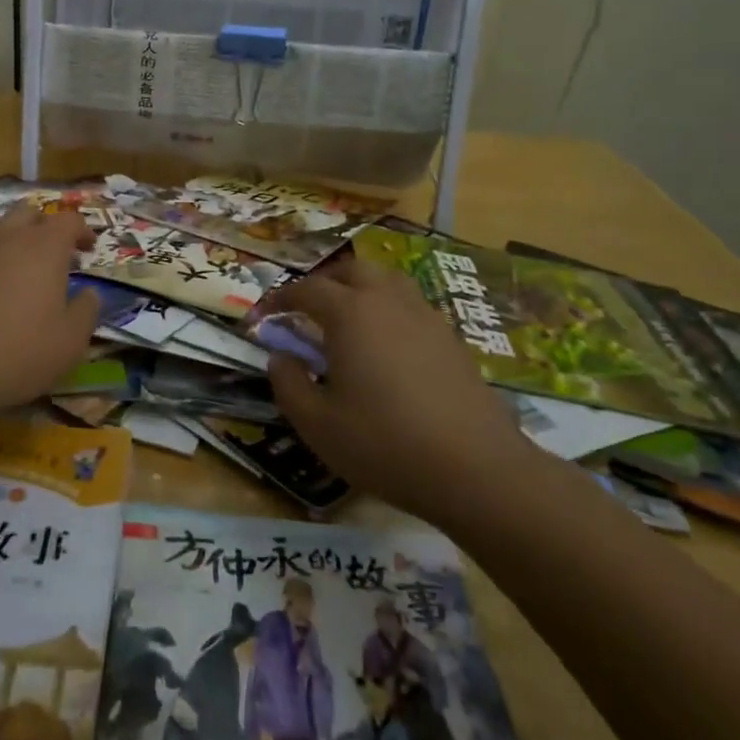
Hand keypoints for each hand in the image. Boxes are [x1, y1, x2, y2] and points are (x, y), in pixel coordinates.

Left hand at [0, 204, 99, 415]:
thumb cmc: (16, 354)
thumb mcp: (70, 343)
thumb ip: (86, 311)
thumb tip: (90, 293)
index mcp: (44, 248)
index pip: (69, 220)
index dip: (82, 230)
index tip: (88, 249)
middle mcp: (6, 236)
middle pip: (28, 212)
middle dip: (44, 227)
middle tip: (51, 255)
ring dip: (7, 237)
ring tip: (10, 264)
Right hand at [261, 259, 535, 518]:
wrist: (476, 469)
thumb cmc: (384, 443)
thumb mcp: (317, 423)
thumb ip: (288, 383)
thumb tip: (280, 357)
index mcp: (350, 313)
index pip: (306, 289)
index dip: (280, 299)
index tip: (263, 315)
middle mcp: (387, 301)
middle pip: (351, 271)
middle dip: (323, 283)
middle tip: (305, 308)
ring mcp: (425, 316)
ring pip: (387, 281)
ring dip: (360, 288)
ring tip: (347, 317)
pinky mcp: (451, 338)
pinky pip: (411, 305)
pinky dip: (388, 310)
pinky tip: (386, 345)